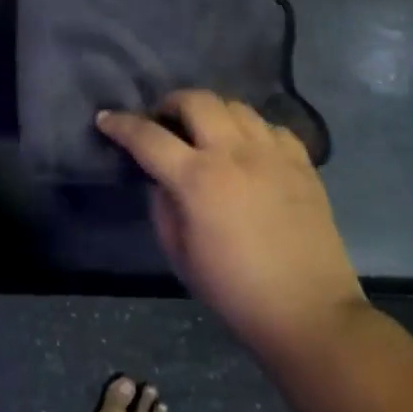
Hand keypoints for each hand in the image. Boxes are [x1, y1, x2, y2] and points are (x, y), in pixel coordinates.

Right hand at [96, 90, 364, 354]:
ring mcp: (273, 153)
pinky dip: (251, 130)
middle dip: (170, 103)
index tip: (106, 119)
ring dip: (212, 113)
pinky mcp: (302, 162)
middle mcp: (235, 153)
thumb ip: (163, 205)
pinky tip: (248, 150)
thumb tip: (162, 178)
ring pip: (237, 106)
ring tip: (206, 133)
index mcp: (197, 179)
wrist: (306, 310)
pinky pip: (271, 127)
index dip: (121, 125)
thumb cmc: (233, 289)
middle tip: (163, 122)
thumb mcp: (179, 252)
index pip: (148, 137)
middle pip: (197, 101)